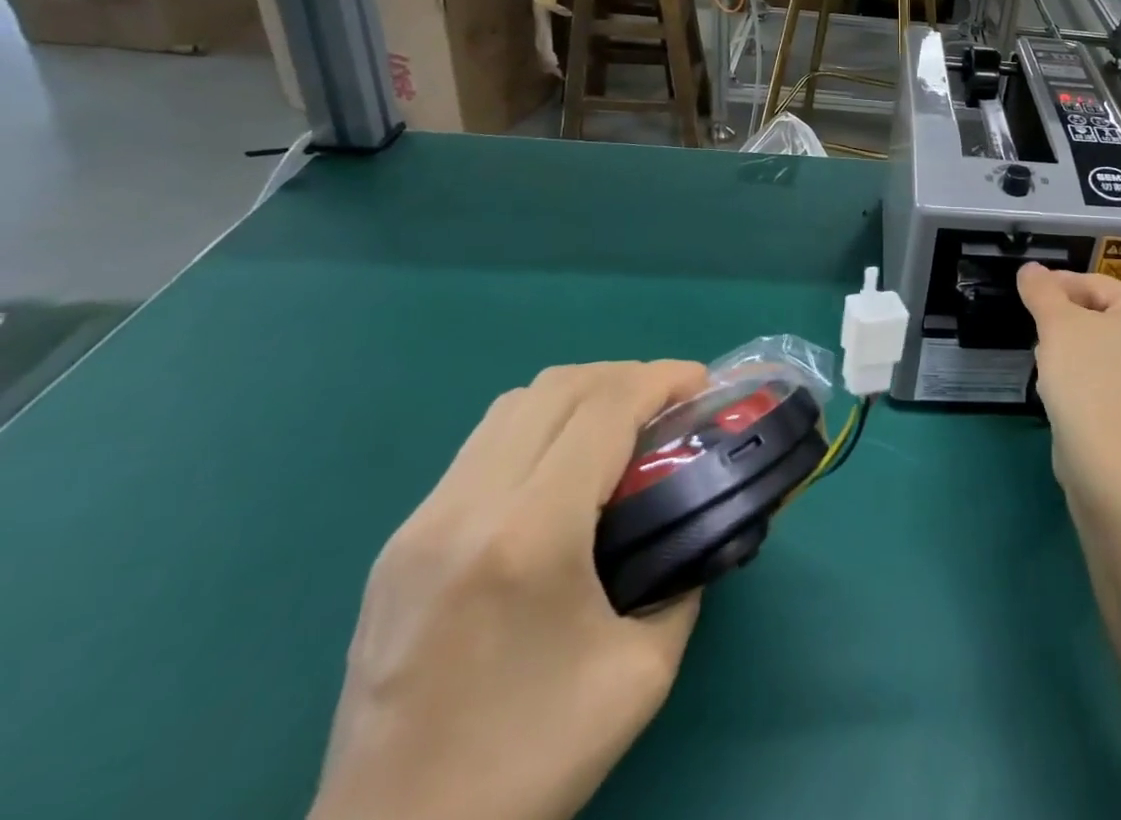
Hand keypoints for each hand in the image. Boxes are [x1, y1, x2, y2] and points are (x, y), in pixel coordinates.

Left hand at [309, 360, 711, 819]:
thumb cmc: (529, 762)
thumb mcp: (642, 670)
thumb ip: (683, 577)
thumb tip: (698, 525)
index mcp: (529, 536)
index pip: (605, 407)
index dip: (662, 378)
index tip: (702, 385)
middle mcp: (467, 509)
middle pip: (558, 387)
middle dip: (627, 376)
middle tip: (669, 405)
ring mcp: (421, 523)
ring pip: (514, 405)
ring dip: (580, 396)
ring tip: (620, 427)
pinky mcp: (398, 545)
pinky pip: (483, 445)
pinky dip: (539, 427)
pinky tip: (563, 471)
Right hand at [1017, 265, 1120, 494]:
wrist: (1107, 461)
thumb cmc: (1087, 377)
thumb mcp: (1057, 324)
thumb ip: (1041, 291)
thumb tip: (1029, 269)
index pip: (1096, 283)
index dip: (1057, 286)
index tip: (1027, 293)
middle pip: (1100, 314)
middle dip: (1063, 319)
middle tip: (1035, 326)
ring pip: (1100, 346)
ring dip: (1069, 347)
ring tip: (1044, 357)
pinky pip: (1105, 375)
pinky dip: (1082, 374)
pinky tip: (1058, 386)